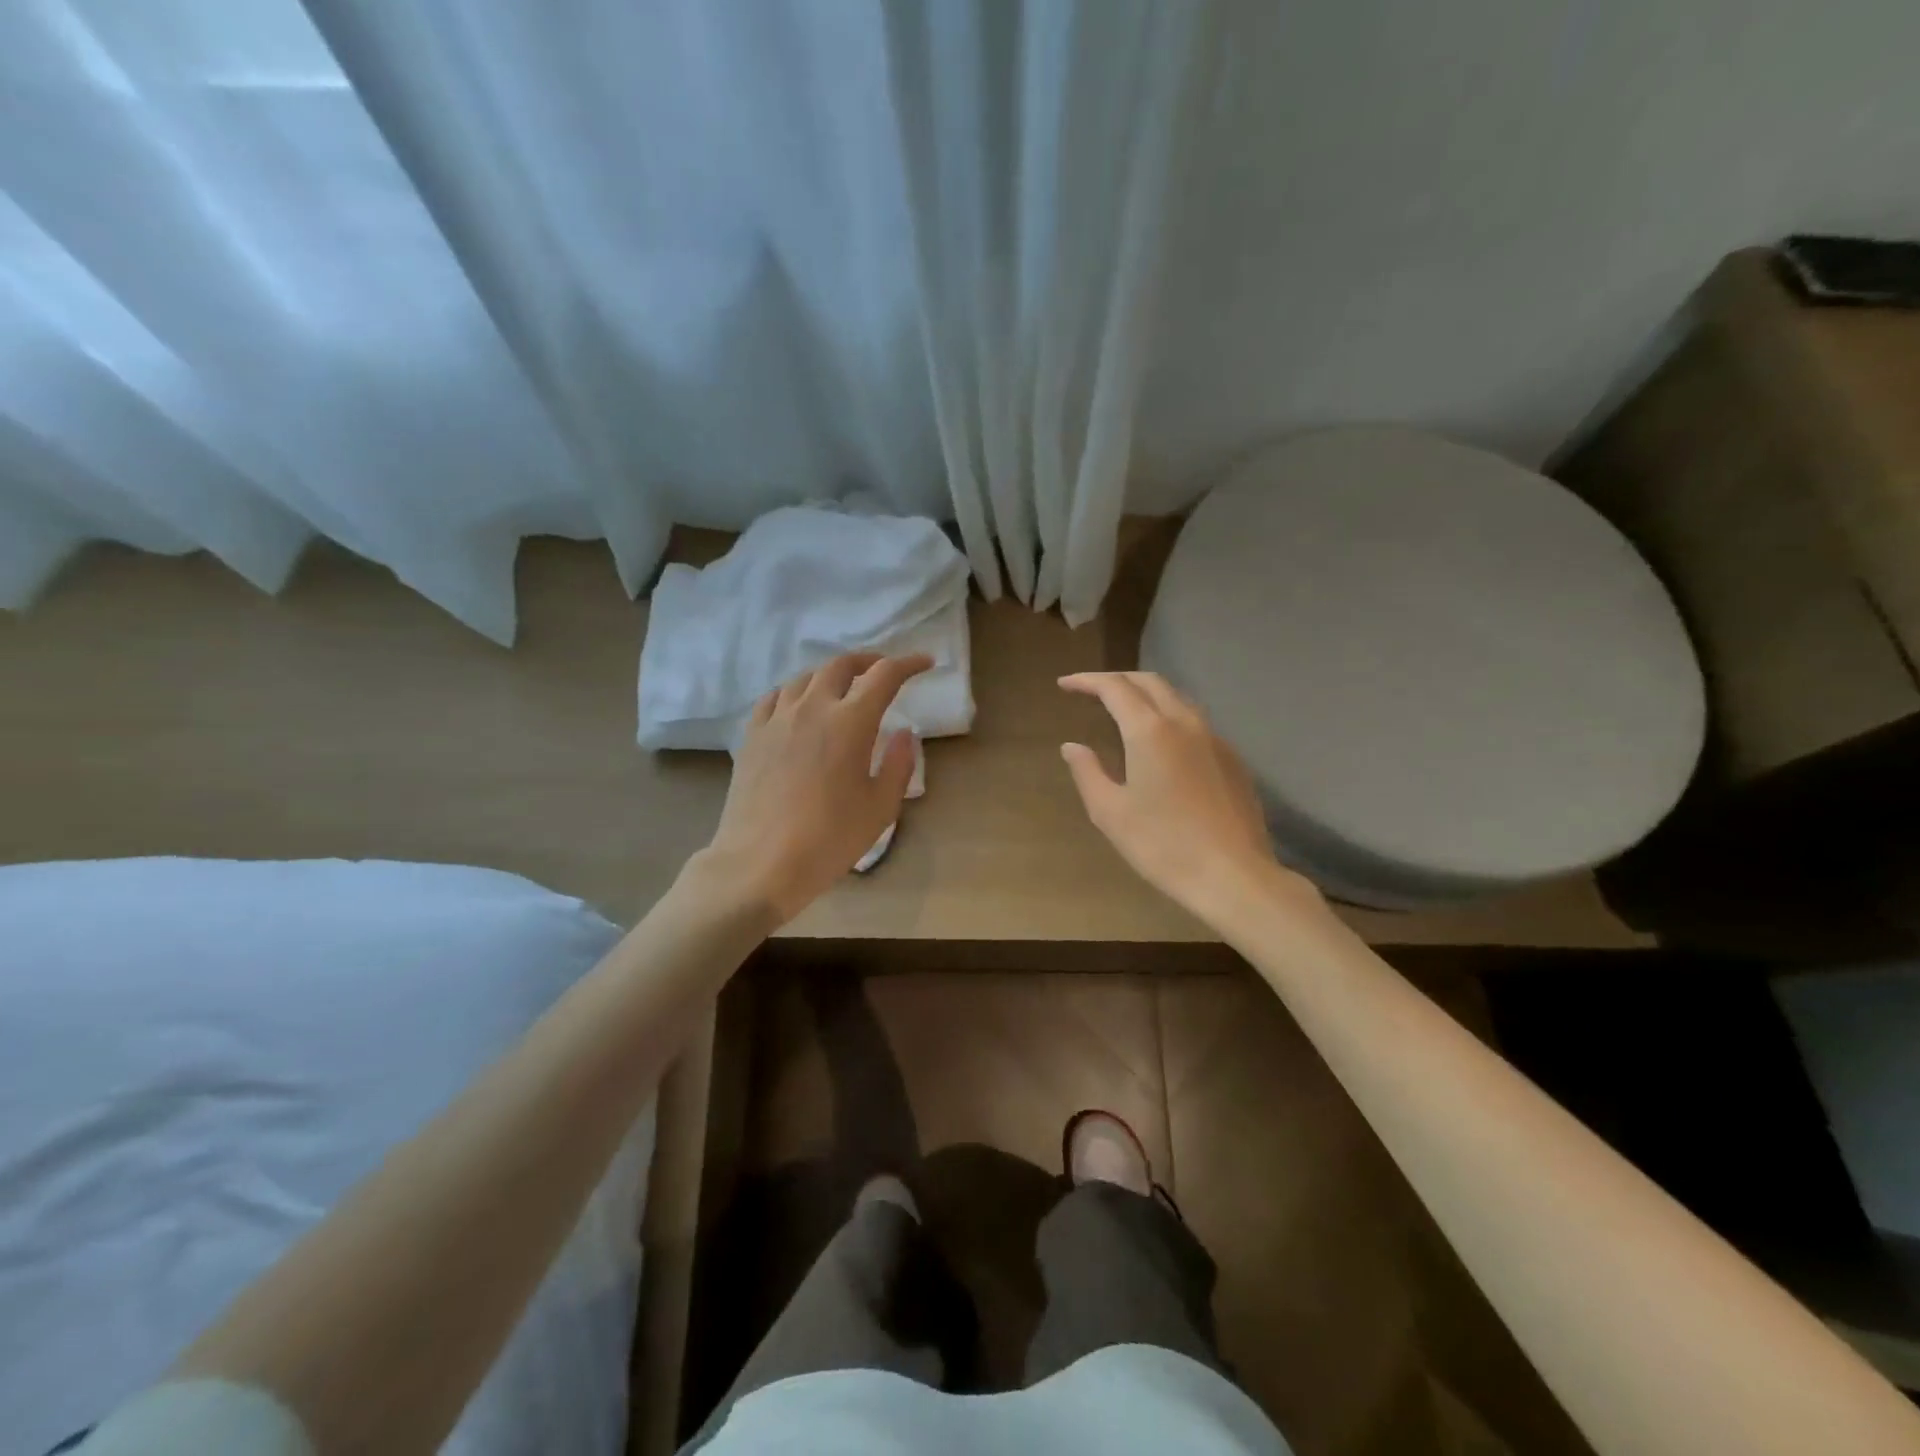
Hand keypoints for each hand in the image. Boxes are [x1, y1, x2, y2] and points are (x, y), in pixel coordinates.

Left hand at [697, 651, 931, 925]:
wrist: (760, 863)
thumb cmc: (829, 839)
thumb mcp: (880, 808)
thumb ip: (899, 764)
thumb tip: (905, 734)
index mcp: (850, 722)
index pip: (884, 675)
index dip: (908, 663)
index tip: (925, 663)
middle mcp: (812, 708)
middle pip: (841, 665)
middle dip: (868, 661)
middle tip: (883, 673)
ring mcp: (777, 719)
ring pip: (805, 678)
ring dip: (831, 676)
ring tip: (842, 690)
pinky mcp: (752, 736)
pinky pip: (774, 698)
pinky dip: (795, 693)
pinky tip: (798, 707)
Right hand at [1059, 671, 1322, 926]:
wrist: (1232, 875)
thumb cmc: (1162, 845)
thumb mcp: (1110, 812)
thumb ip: (1087, 772)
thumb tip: (1072, 746)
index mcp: (1150, 731)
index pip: (1114, 688)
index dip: (1087, 681)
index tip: (1065, 685)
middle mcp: (1184, 722)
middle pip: (1149, 682)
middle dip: (1117, 679)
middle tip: (1091, 691)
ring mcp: (1214, 738)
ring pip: (1176, 697)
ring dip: (1145, 693)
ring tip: (1123, 709)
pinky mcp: (1232, 758)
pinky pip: (1194, 720)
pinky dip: (1168, 715)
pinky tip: (1161, 741)